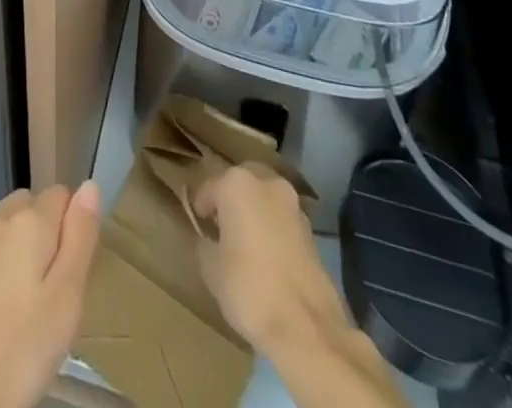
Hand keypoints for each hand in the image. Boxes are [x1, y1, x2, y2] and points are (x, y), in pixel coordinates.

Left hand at [0, 181, 101, 407]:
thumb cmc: (21, 352)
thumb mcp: (67, 299)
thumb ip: (80, 237)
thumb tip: (89, 185)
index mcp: (25, 222)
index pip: (61, 194)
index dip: (73, 225)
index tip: (74, 270)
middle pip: (27, 207)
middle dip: (43, 234)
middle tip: (52, 292)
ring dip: (14, 253)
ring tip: (24, 310)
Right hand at [193, 163, 348, 354]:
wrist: (307, 328)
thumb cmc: (249, 288)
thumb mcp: (210, 268)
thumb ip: (206, 244)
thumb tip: (211, 240)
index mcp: (236, 184)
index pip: (209, 187)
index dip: (201, 207)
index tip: (199, 225)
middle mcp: (267, 183)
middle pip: (242, 183)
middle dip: (231, 200)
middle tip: (222, 226)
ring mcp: (294, 206)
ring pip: (265, 200)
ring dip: (255, 213)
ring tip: (246, 243)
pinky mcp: (312, 233)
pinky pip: (283, 222)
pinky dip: (274, 230)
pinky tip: (268, 257)